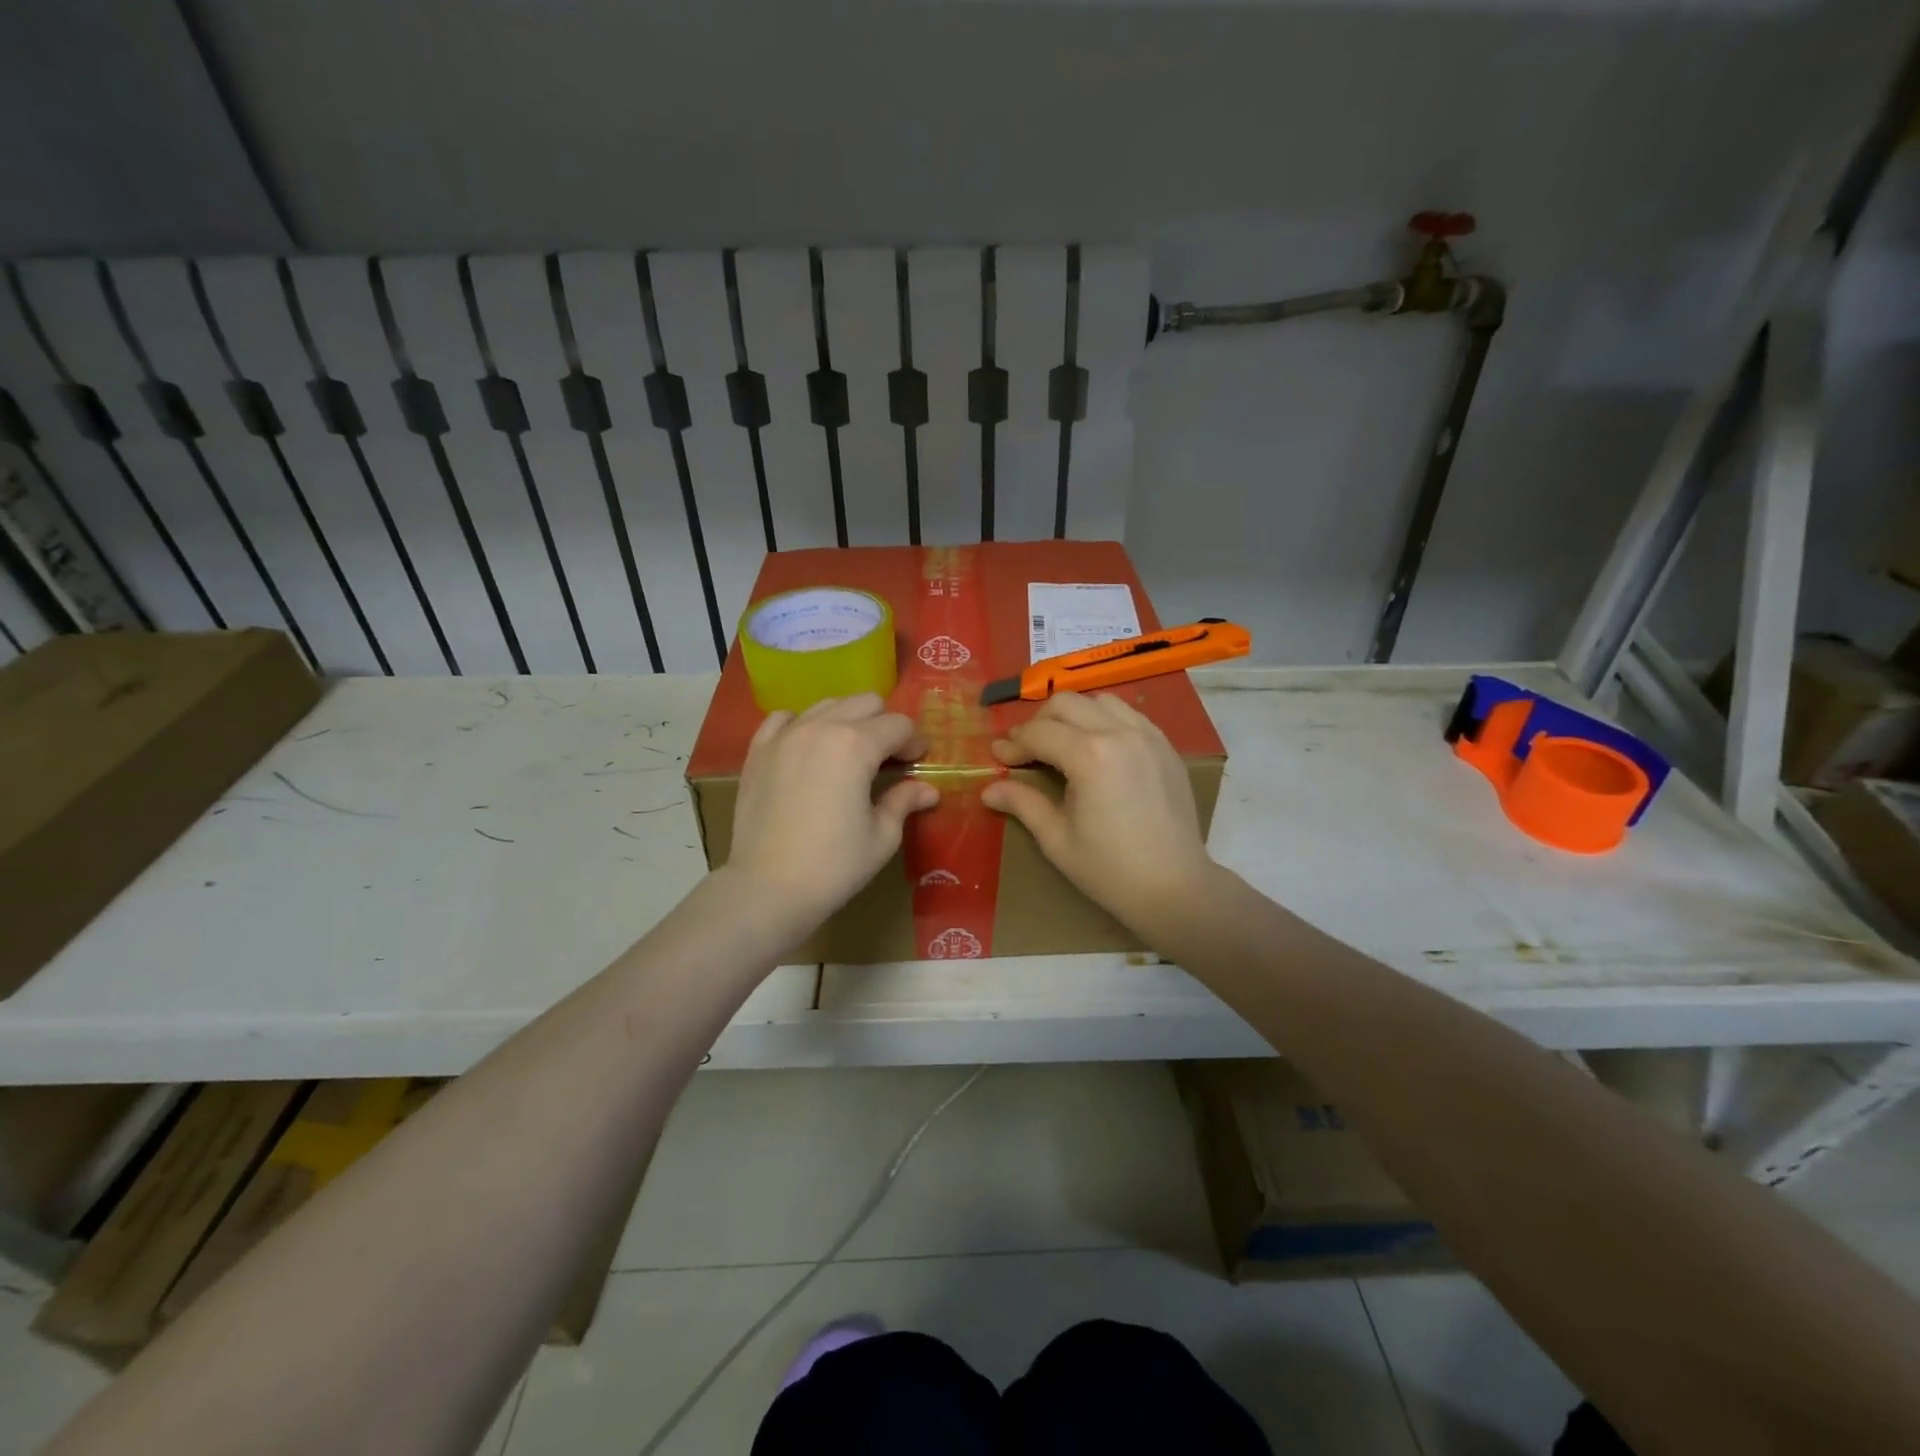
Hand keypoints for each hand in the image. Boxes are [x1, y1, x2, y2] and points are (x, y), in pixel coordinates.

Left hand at [725, 694, 937, 933]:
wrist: (767, 888)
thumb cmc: (833, 866)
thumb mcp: (881, 836)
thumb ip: (904, 801)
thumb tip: (928, 790)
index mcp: (856, 745)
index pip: (899, 724)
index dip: (915, 742)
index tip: (917, 763)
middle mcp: (820, 727)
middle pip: (866, 702)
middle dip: (884, 724)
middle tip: (887, 759)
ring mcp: (785, 735)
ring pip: (828, 704)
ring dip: (847, 721)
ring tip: (849, 754)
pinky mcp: (758, 750)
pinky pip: (785, 718)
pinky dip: (803, 725)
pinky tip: (809, 750)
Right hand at [982, 692, 1219, 936]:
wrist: (1175, 888)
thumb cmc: (1110, 870)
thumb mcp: (1057, 839)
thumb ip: (1023, 804)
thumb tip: (989, 790)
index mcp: (1090, 756)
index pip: (1039, 733)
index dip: (1013, 744)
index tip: (998, 758)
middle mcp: (1120, 733)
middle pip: (1066, 704)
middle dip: (1039, 722)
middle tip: (1027, 751)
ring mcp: (1148, 736)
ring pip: (1099, 701)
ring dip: (1073, 716)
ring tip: (1063, 745)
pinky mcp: (1166, 747)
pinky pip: (1129, 715)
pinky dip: (1105, 721)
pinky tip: (1098, 750)